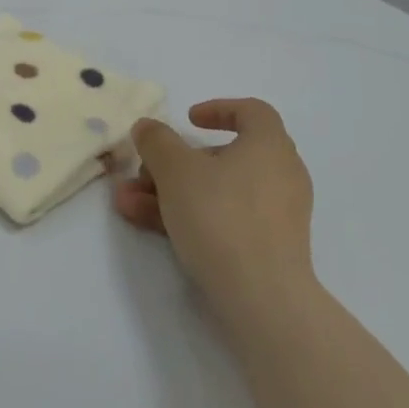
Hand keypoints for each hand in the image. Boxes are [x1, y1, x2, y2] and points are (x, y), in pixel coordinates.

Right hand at [115, 99, 316, 326]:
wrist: (262, 298)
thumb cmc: (221, 216)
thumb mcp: (176, 171)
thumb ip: (157, 142)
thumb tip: (148, 126)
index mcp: (269, 144)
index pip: (251, 111)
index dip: (218, 109)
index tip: (187, 120)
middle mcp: (281, 173)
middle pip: (224, 156)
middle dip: (175, 163)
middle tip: (143, 172)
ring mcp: (278, 213)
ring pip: (218, 191)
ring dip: (171, 192)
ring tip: (127, 204)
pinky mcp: (271, 247)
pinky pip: (227, 219)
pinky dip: (192, 216)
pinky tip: (150, 227)